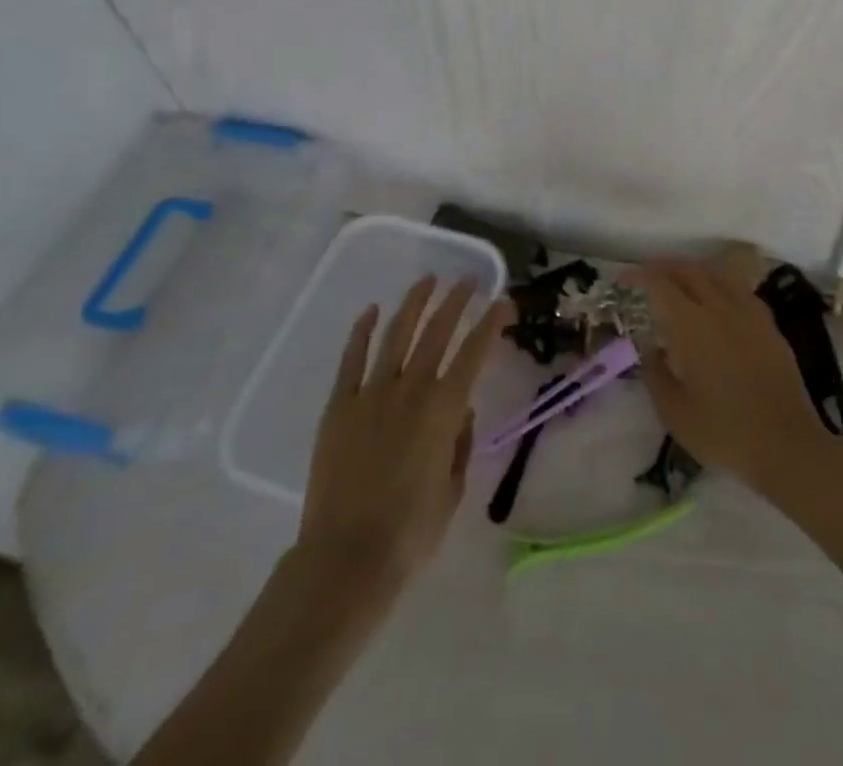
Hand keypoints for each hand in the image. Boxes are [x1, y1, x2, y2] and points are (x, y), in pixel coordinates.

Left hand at [295, 277, 510, 594]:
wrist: (345, 560)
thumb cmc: (409, 533)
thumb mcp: (453, 490)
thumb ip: (460, 443)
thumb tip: (462, 411)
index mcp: (444, 409)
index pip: (475, 351)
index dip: (492, 322)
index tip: (503, 302)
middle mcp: (411, 389)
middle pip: (437, 331)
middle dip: (456, 300)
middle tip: (468, 280)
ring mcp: (371, 393)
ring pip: (396, 333)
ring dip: (414, 303)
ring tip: (428, 280)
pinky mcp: (339, 406)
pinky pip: (352, 358)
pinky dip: (362, 330)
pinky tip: (371, 311)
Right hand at [631, 249, 842, 500]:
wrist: (787, 445)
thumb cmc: (724, 432)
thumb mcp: (675, 413)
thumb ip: (655, 374)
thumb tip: (649, 347)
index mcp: (693, 326)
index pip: (661, 285)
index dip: (640, 275)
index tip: (623, 279)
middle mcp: (721, 308)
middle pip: (690, 270)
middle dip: (664, 266)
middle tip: (646, 274)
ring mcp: (749, 313)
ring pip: (717, 273)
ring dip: (693, 269)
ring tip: (677, 279)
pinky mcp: (769, 324)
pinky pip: (739, 288)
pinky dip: (719, 281)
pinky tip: (716, 297)